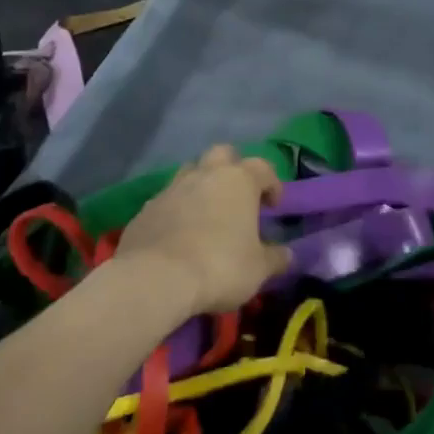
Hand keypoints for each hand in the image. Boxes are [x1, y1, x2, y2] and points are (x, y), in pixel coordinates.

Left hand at [114, 146, 288, 315]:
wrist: (156, 279)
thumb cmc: (220, 266)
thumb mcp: (258, 269)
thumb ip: (275, 258)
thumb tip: (287, 255)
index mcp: (238, 180)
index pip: (263, 167)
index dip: (272, 184)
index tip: (273, 207)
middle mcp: (205, 175)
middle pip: (222, 155)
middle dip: (232, 169)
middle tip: (238, 197)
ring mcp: (171, 188)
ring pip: (190, 173)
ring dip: (201, 187)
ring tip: (207, 215)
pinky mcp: (145, 209)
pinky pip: (167, 201)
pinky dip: (176, 211)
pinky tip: (178, 236)